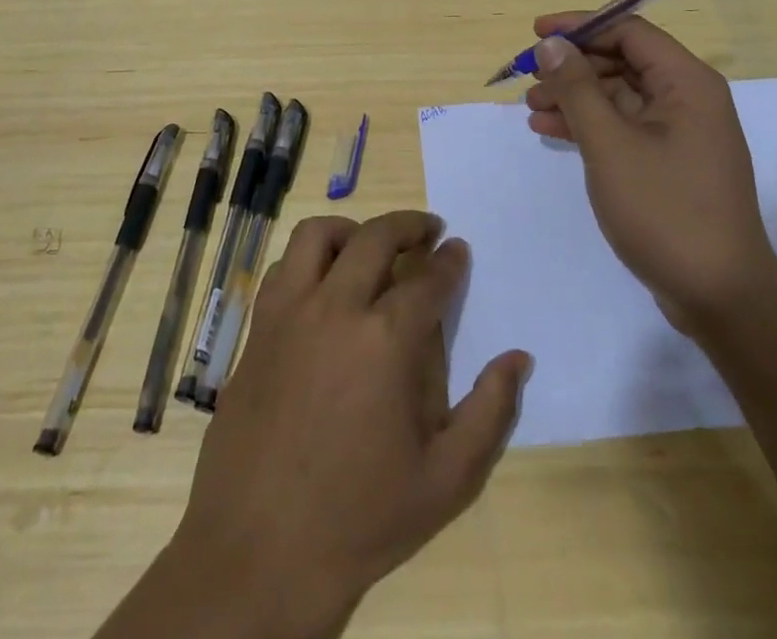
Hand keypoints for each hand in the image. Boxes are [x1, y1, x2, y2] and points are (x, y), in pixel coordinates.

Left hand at [171, 211, 530, 636]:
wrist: (260, 551)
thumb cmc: (361, 518)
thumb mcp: (446, 481)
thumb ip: (490, 412)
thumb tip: (519, 358)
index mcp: (385, 341)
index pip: (427, 280)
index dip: (449, 262)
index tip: (458, 250)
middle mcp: (335, 308)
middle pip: (375, 238)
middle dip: (409, 225)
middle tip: (428, 230)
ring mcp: (288, 313)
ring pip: (317, 235)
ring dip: (351, 229)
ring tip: (370, 244)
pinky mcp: (257, 327)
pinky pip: (282, 267)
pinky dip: (308, 258)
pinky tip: (323, 282)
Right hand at [524, 14, 776, 330]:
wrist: (719, 296)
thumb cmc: (665, 209)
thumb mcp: (610, 143)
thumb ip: (577, 88)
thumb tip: (551, 43)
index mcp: (687, 82)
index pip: (628, 31)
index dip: (580, 26)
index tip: (536, 33)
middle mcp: (688, 98)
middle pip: (622, 61)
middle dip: (573, 66)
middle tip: (528, 77)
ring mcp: (681, 132)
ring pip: (619, 95)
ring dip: (575, 97)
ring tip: (531, 108)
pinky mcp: (670, 162)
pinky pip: (624, 126)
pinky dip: (589, 125)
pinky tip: (551, 131)